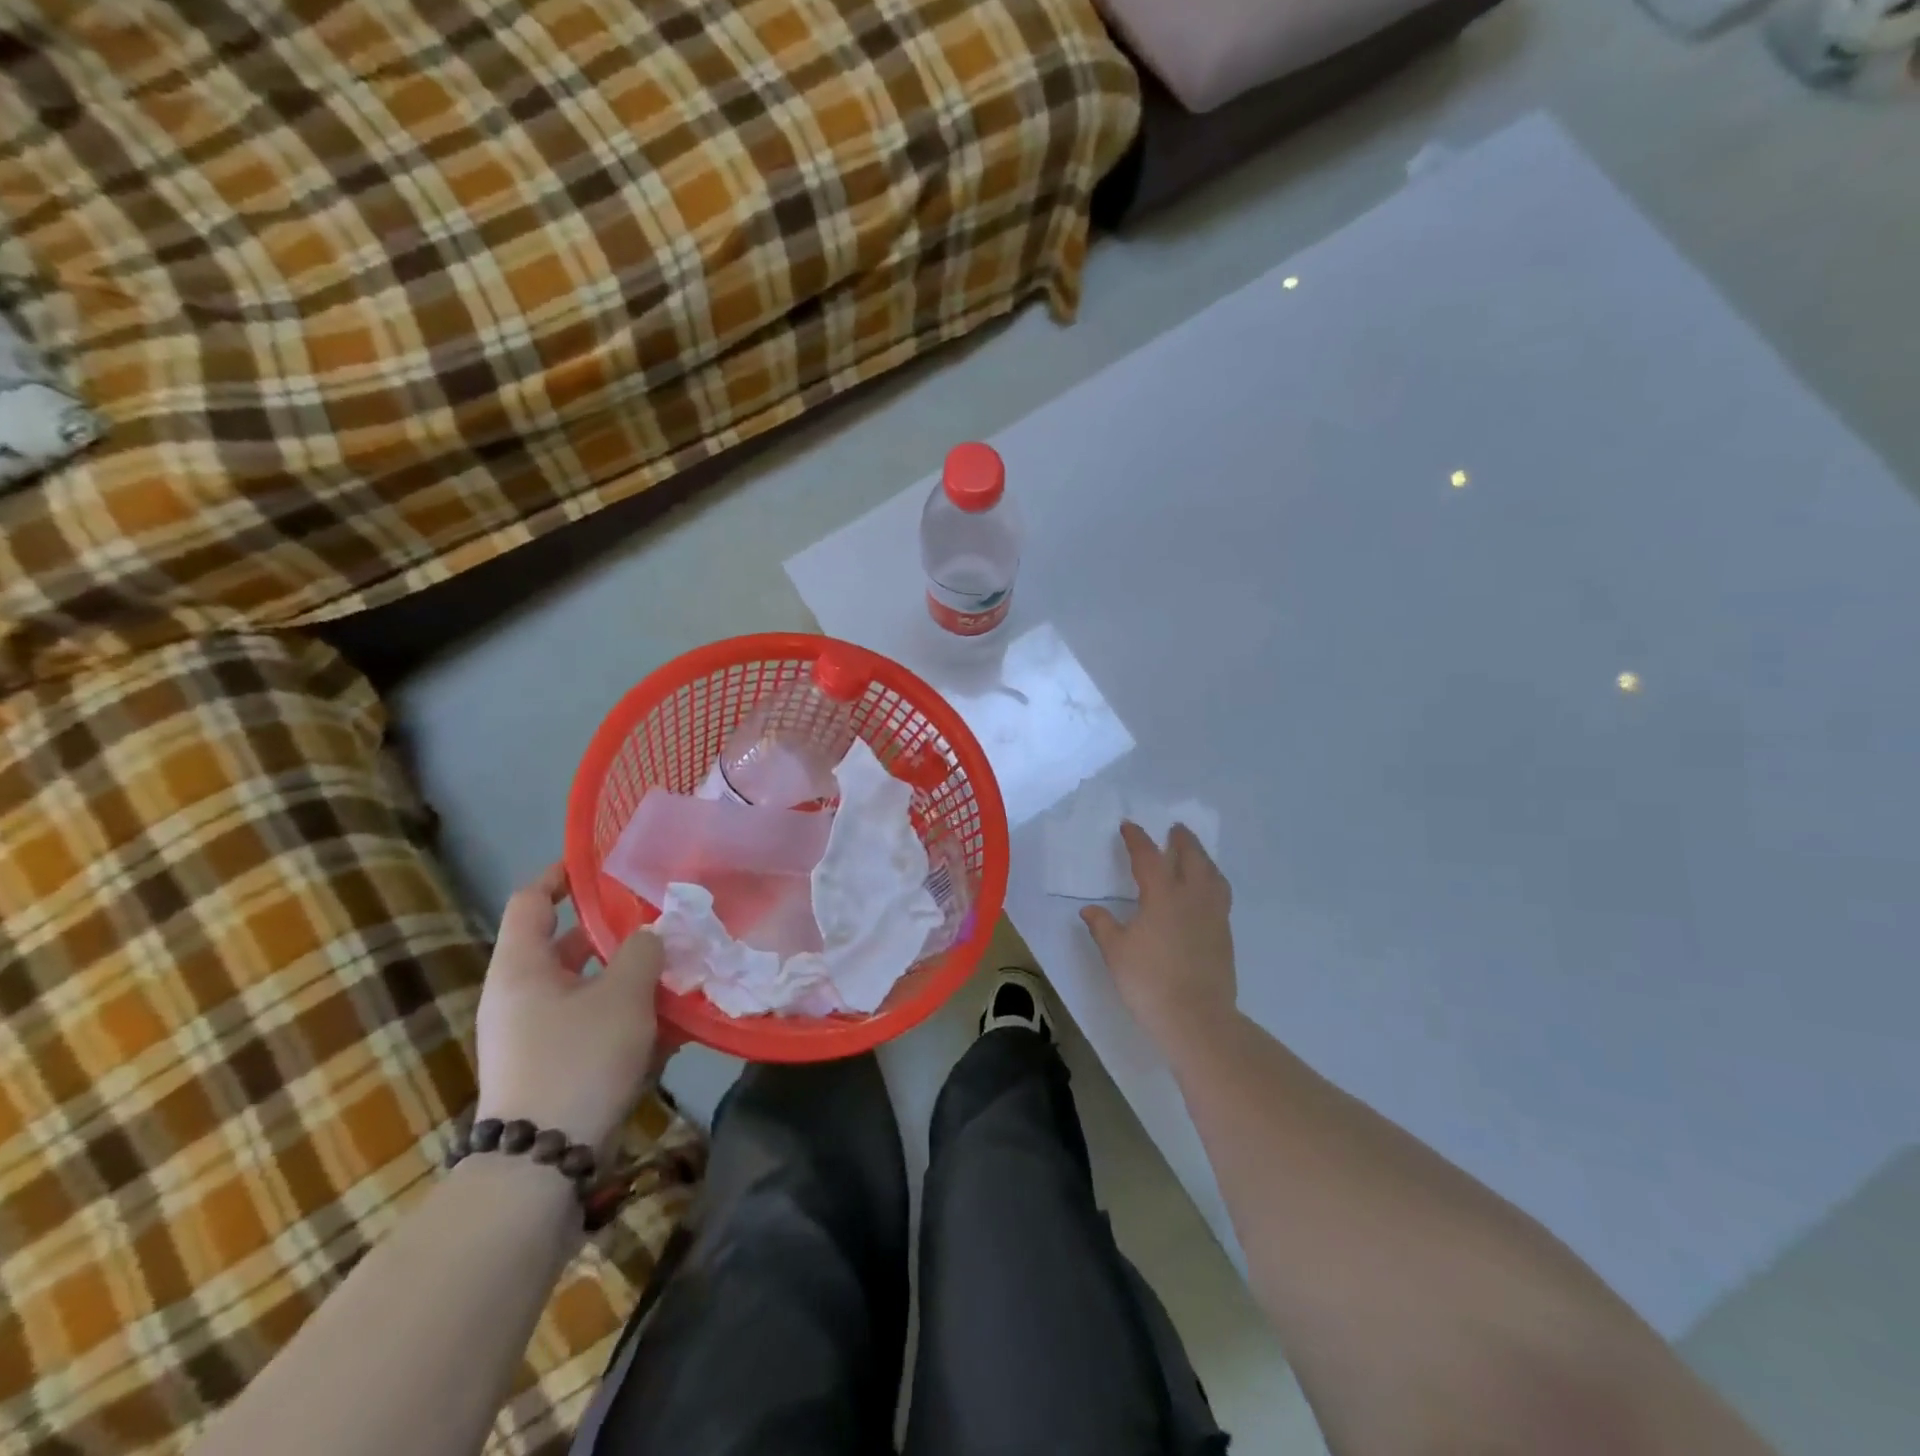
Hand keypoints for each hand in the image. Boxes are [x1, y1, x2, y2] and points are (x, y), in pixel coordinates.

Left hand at [474, 865, 663, 1152]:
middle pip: (569, 945)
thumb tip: (649, 935)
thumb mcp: (622, 996)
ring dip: (632, 978)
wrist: (542, 1162)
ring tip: (680, 969)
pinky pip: (596, 1026)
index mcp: (523, 968)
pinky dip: (630, 1018)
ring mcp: (538, 1034)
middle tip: (663, 918)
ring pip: (590, 988)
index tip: (602, 864)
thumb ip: (642, 952)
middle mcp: (523, 995)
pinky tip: (676, 1025)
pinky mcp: (556, 1066)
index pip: (532, 901)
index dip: (563, 876)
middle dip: (617, 932)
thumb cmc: (578, 1060)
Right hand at [1081, 822, 1237, 1049]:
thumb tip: (1090, 910)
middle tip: (1175, 829)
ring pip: (1212, 874)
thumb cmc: (1149, 982)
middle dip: (1182, 840)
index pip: (1148, 857)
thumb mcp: (1116, 953)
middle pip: (1191, 857)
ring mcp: (1213, 915)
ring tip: (1195, 855)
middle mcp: (1192, 897)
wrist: (1196, 1019)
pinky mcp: (1225, 935)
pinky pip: (1220, 895)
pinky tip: (1204, 892)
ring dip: (1202, 858)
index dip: (1137, 839)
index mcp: (1163, 895)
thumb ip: (1103, 926)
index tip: (1128, 826)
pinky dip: (1212, 881)